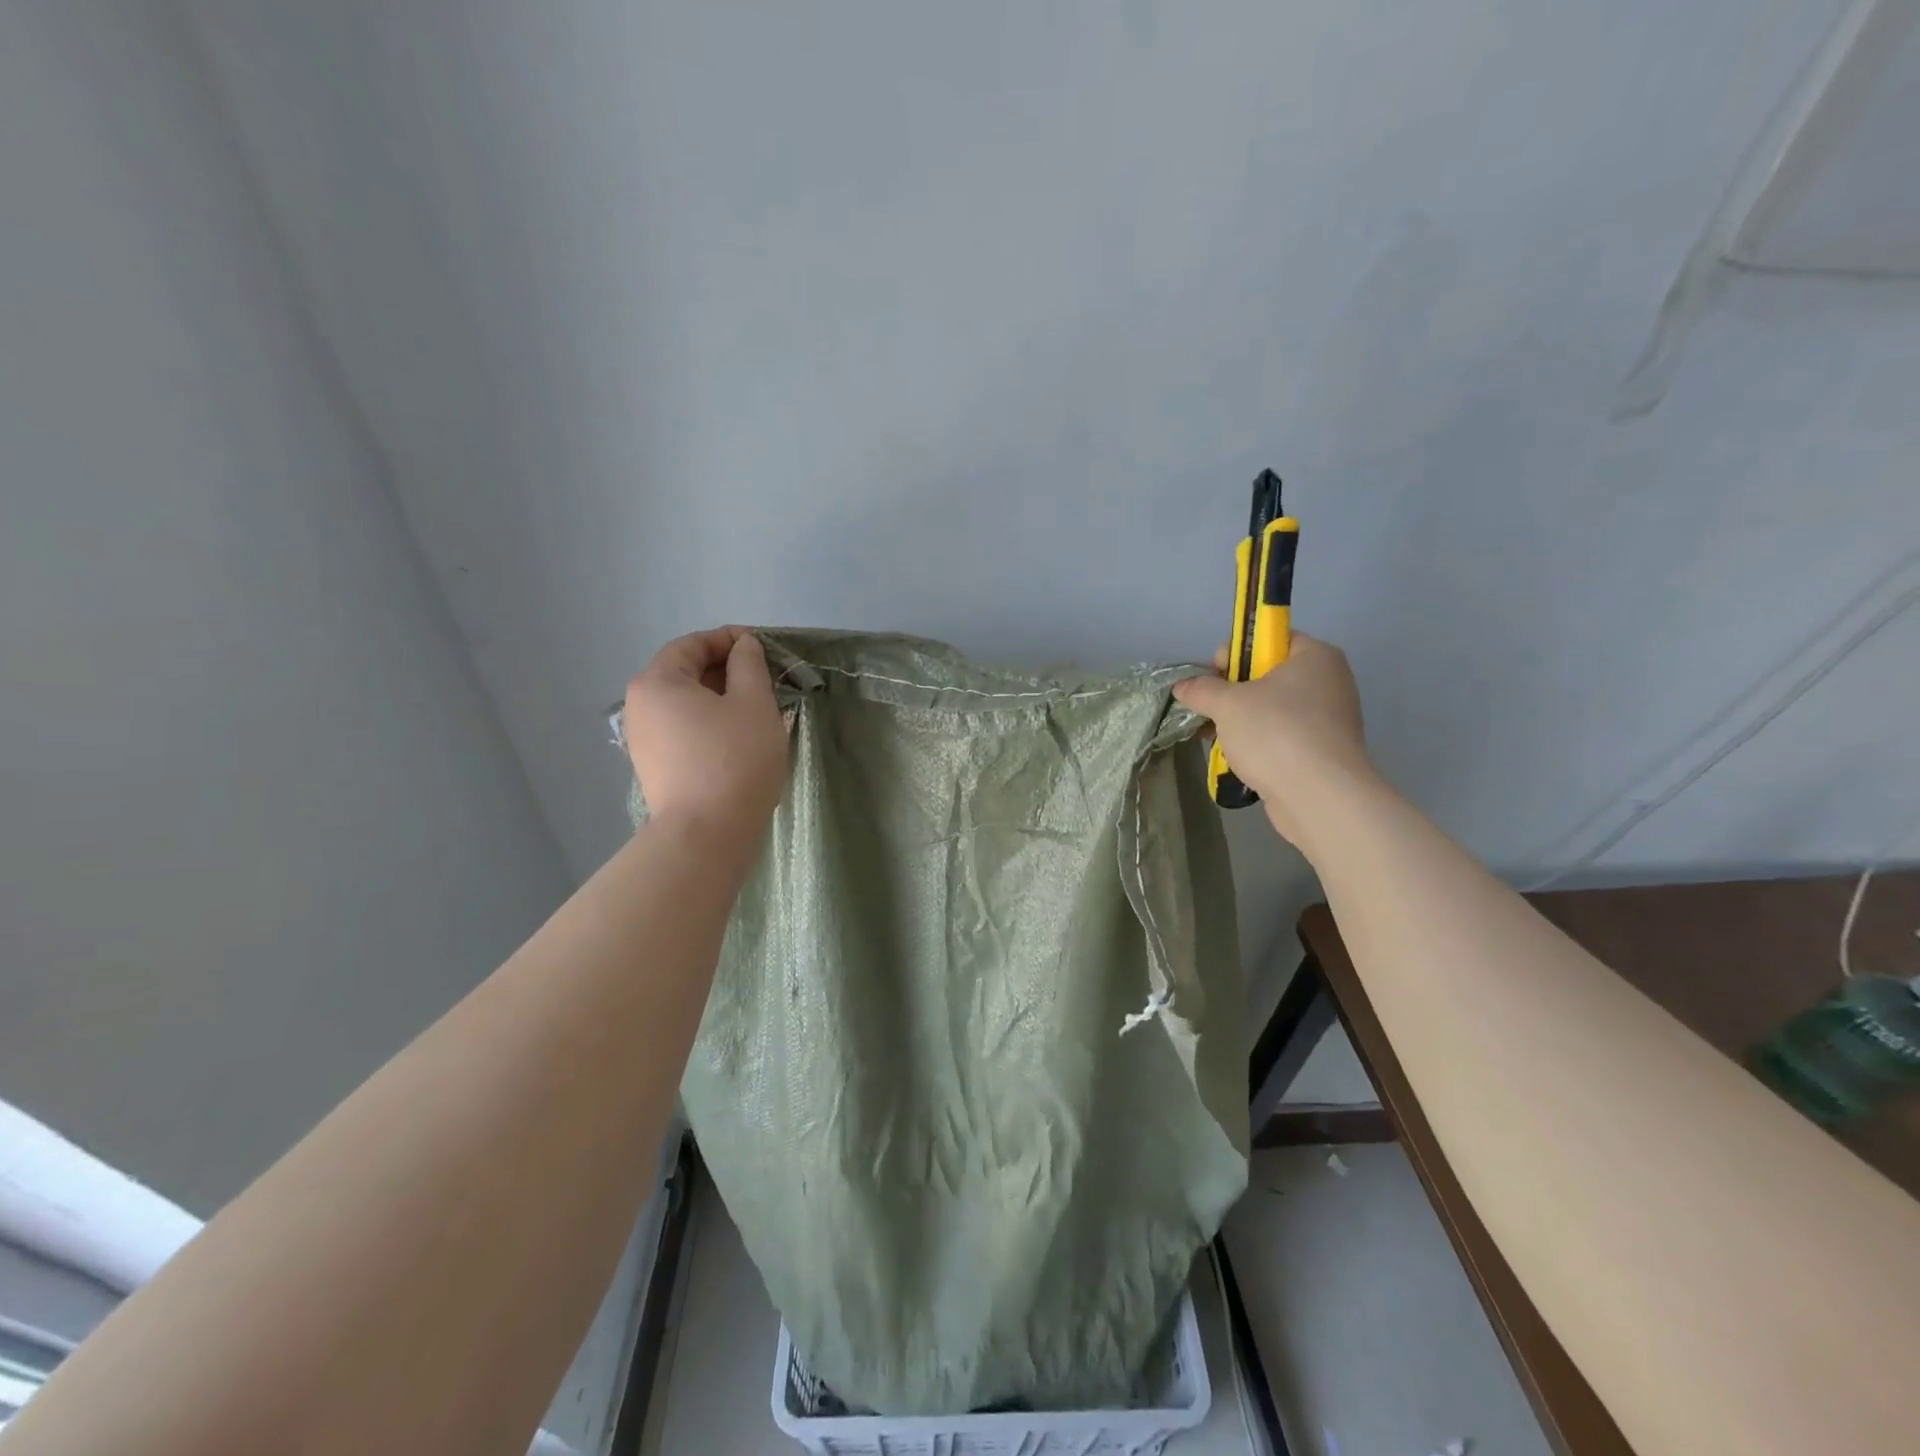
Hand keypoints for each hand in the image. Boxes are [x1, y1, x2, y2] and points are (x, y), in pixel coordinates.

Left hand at [623, 627, 786, 843]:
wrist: (706, 834)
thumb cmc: (734, 759)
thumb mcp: (753, 702)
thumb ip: (749, 665)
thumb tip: (743, 646)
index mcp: (657, 682)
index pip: (691, 645)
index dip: (728, 639)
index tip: (762, 647)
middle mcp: (640, 707)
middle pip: (684, 674)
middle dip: (726, 671)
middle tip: (765, 680)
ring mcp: (643, 741)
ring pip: (686, 705)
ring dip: (720, 700)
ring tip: (757, 710)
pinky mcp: (655, 768)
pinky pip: (684, 731)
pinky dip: (710, 725)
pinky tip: (738, 739)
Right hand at [1171, 633, 1375, 845]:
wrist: (1319, 796)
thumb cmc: (1276, 733)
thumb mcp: (1227, 704)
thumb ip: (1201, 690)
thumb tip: (1182, 686)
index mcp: (1315, 656)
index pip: (1268, 638)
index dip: (1235, 652)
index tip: (1213, 676)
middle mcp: (1328, 681)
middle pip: (1268, 675)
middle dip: (1232, 691)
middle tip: (1210, 709)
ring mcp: (1328, 718)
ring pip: (1272, 709)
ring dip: (1240, 720)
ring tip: (1214, 736)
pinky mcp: (1322, 750)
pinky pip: (1282, 736)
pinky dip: (1258, 743)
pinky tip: (1234, 757)